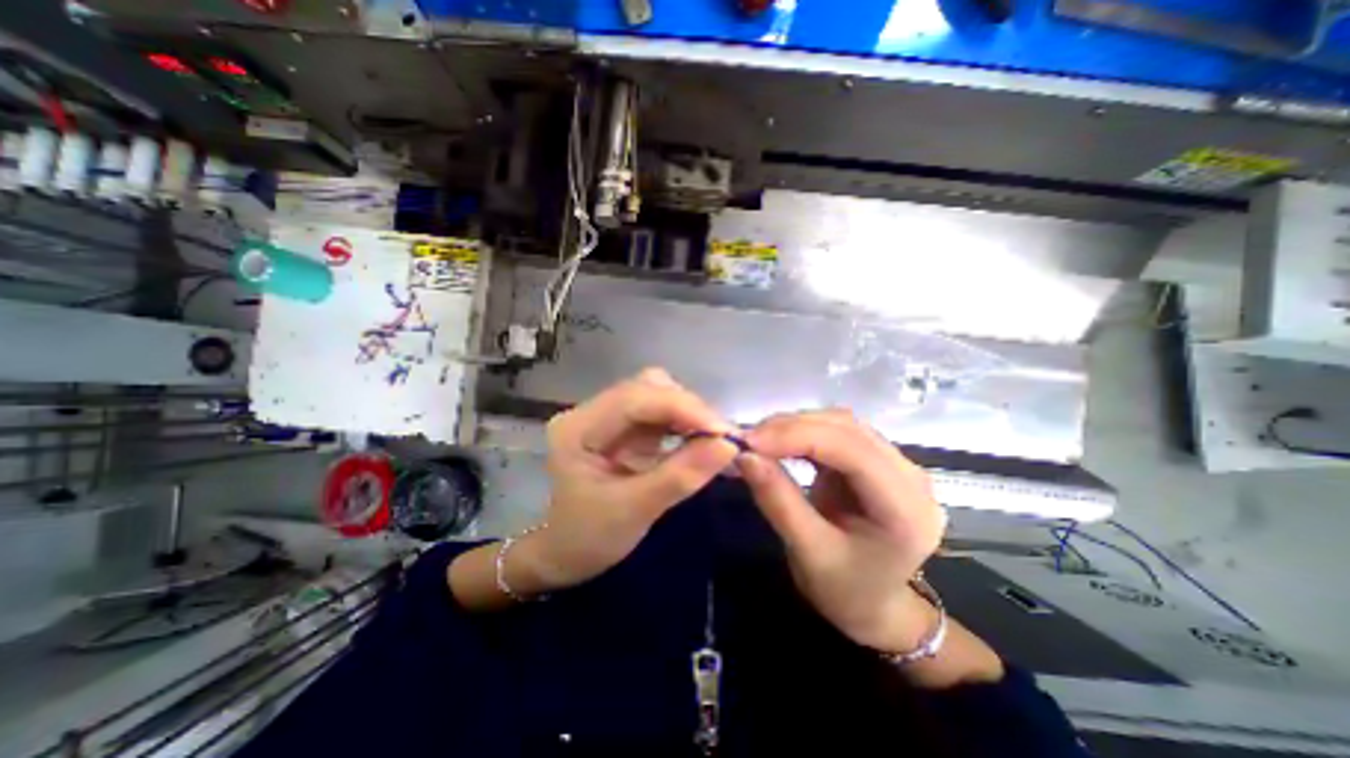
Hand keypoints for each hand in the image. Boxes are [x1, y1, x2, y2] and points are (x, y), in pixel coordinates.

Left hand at [523, 369, 735, 588]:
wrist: (566, 553)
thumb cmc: (589, 538)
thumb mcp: (635, 511)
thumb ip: (681, 476)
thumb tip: (728, 445)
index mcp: (578, 428)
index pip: (635, 398)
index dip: (682, 407)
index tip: (723, 431)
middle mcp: (591, 411)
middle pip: (647, 388)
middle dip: (688, 408)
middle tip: (721, 437)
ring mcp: (609, 416)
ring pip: (657, 395)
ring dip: (689, 413)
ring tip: (713, 439)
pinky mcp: (624, 427)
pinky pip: (660, 413)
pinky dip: (684, 422)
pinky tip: (699, 439)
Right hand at [737, 413, 947, 652]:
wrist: (875, 606)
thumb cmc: (846, 590)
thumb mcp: (808, 553)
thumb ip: (778, 501)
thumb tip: (744, 456)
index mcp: (906, 509)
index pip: (852, 450)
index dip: (798, 436)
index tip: (750, 442)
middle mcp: (910, 476)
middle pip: (847, 429)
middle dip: (792, 428)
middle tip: (748, 440)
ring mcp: (896, 463)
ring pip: (840, 423)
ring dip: (795, 426)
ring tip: (759, 440)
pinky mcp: (875, 459)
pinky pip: (836, 432)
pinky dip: (802, 432)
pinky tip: (778, 442)